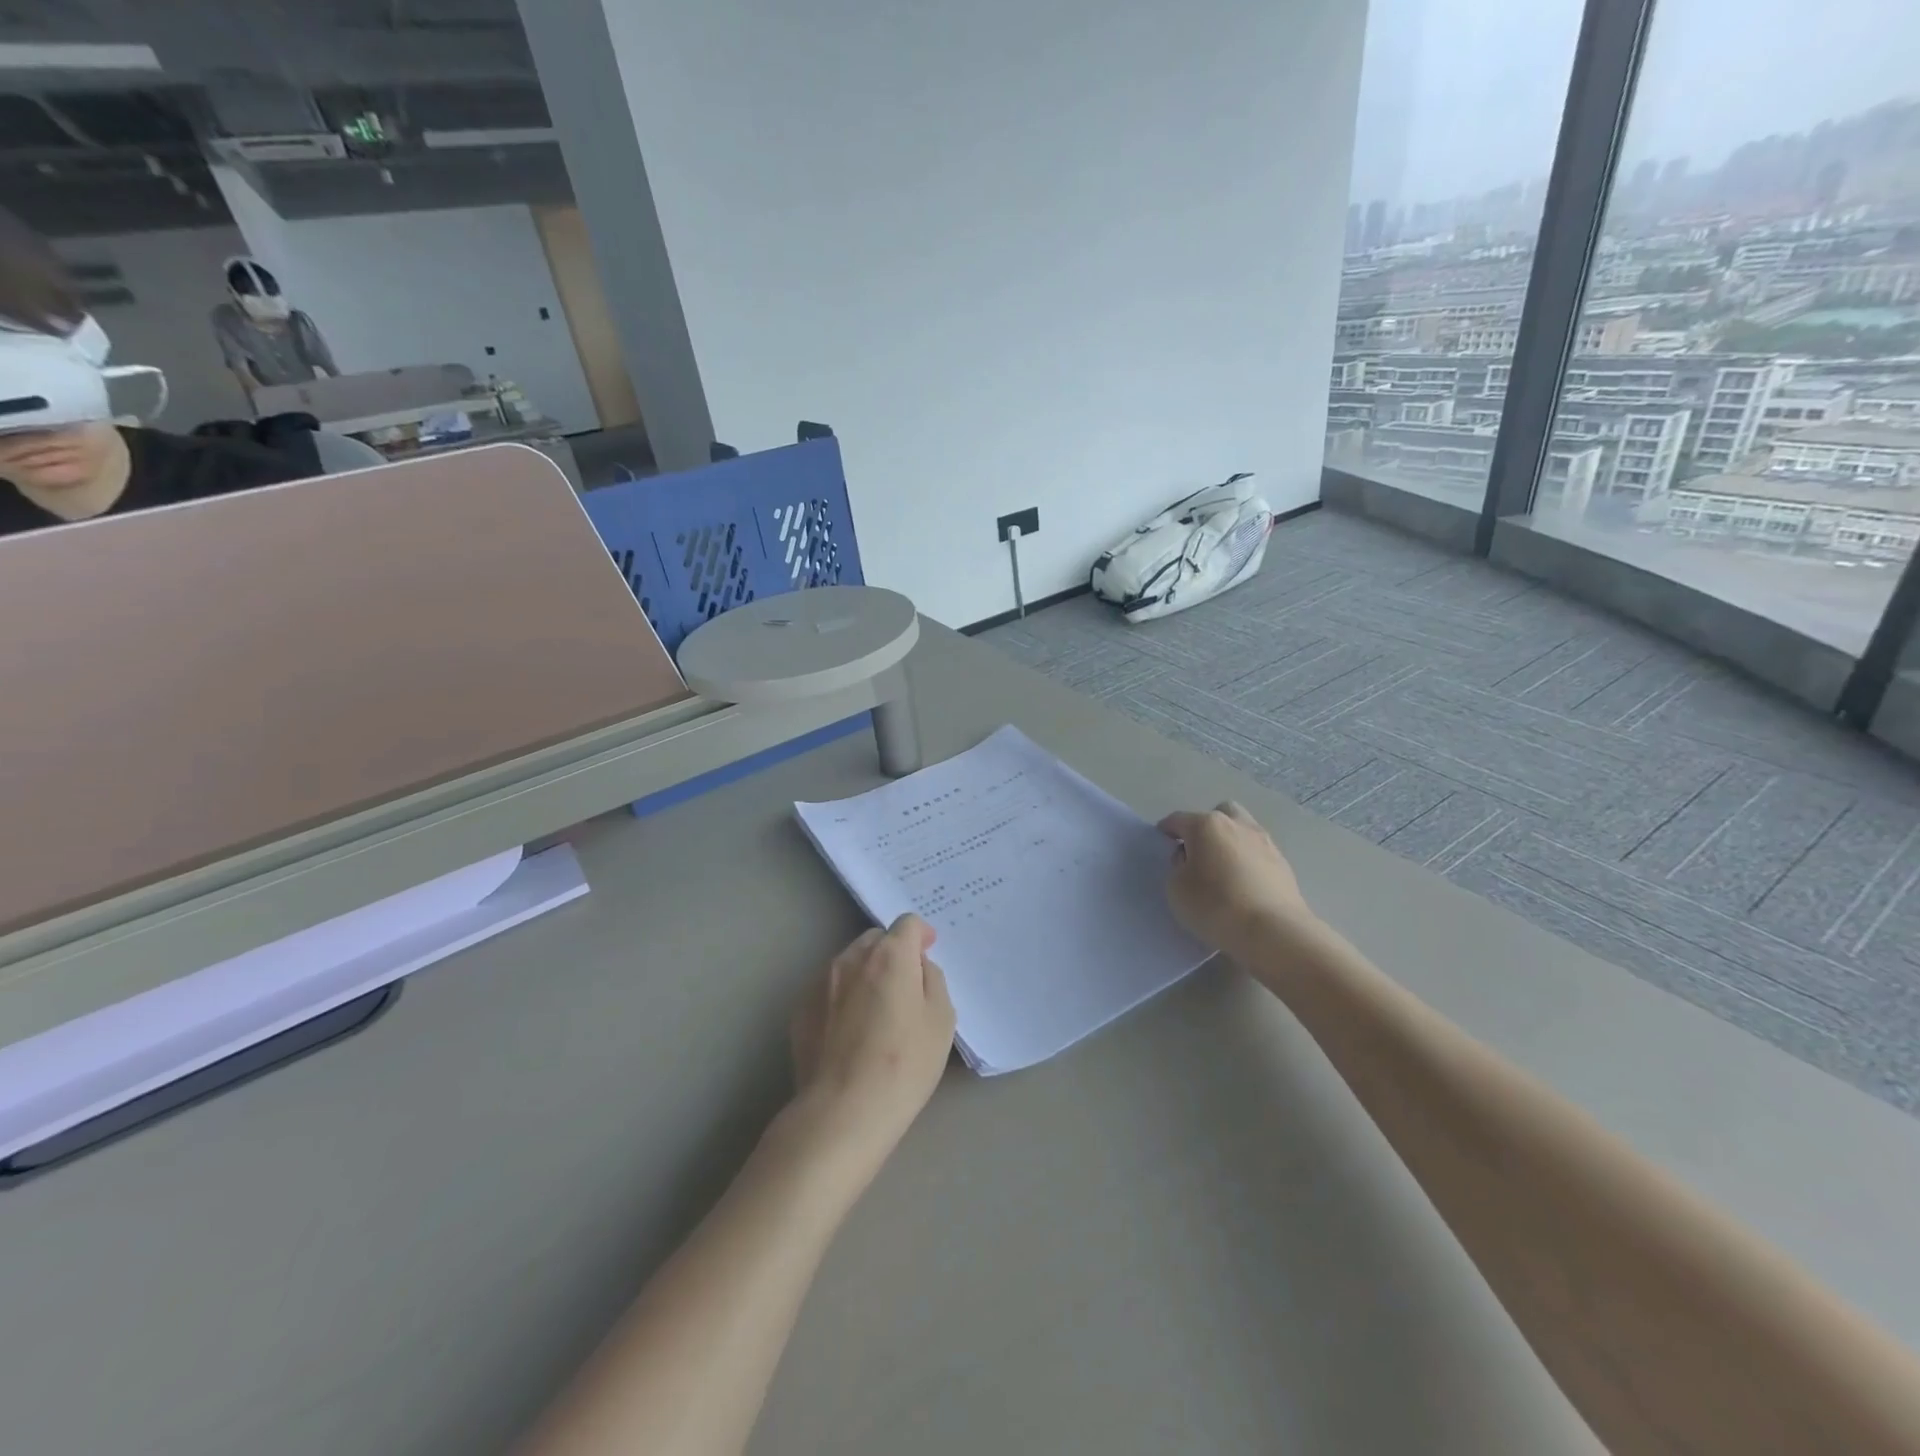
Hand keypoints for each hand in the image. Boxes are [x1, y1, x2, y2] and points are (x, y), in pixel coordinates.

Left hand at [788, 915, 956, 1169]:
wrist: (842, 1110)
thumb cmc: (904, 1064)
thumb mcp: (941, 1020)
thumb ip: (932, 980)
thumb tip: (917, 966)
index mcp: (890, 955)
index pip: (907, 923)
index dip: (920, 935)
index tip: (927, 952)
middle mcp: (851, 958)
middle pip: (875, 939)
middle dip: (892, 952)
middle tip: (904, 986)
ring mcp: (820, 981)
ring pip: (849, 963)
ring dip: (865, 973)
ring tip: (875, 1012)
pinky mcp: (800, 1008)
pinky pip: (828, 989)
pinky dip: (842, 997)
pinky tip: (849, 1032)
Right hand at [1158, 801, 1318, 955]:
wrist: (1273, 932)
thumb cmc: (1215, 905)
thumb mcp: (1176, 888)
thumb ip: (1177, 867)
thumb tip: (1190, 859)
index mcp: (1206, 825)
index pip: (1178, 819)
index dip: (1166, 831)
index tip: (1162, 845)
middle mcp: (1237, 824)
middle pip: (1218, 813)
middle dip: (1206, 827)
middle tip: (1198, 853)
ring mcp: (1264, 842)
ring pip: (1242, 829)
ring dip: (1230, 842)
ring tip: (1223, 869)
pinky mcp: (1283, 863)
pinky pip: (1257, 853)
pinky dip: (1248, 861)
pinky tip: (1244, 884)